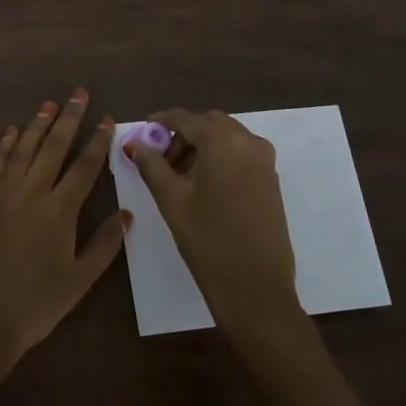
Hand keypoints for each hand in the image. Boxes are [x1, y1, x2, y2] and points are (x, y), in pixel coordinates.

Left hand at [0, 90, 129, 369]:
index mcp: (60, 210)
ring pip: (24, 150)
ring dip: (37, 125)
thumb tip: (126, 213)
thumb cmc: (36, 304)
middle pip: (53, 147)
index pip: (84, 166)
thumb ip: (104, 244)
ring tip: (48, 104)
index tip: (107, 119)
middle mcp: (32, 193)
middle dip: (68, 118)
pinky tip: (10, 133)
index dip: (97, 141)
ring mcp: (4, 196)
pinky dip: (5, 146)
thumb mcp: (79, 280)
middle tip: (78, 93)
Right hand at [129, 109, 302, 339]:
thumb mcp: (171, 199)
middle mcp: (249, 142)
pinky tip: (204, 185)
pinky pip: (241, 154)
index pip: (186, 118)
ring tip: (180, 176)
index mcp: (223, 141)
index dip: (161, 121)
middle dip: (183, 134)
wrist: (255, 287)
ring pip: (227, 138)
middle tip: (161, 160)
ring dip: (202, 146)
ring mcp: (264, 161)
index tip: (143, 131)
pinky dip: (220, 158)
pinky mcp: (271, 180)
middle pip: (209, 124)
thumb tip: (133, 143)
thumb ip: (151, 164)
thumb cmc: (208, 239)